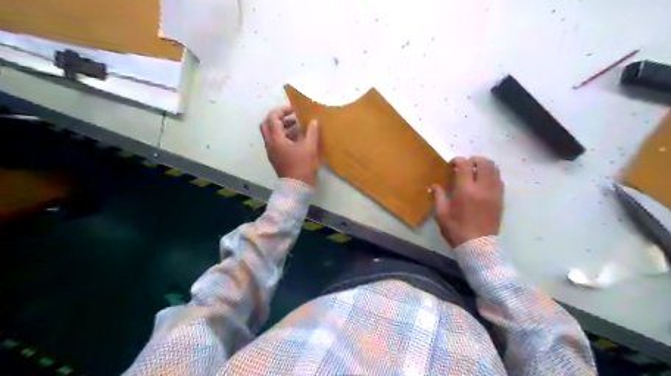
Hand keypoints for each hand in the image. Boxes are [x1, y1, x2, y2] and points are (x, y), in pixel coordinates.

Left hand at [261, 107, 319, 185]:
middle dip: (278, 118)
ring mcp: (272, 152)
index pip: (272, 118)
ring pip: (271, 134)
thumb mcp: (310, 147)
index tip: (294, 110)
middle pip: (267, 125)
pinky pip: (276, 143)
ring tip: (298, 127)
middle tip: (291, 117)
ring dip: (282, 128)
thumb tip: (314, 121)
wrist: (297, 187)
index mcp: (276, 139)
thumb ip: (312, 131)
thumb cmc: (303, 166)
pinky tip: (298, 139)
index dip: (282, 110)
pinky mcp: (276, 158)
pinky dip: (284, 137)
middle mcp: (270, 144)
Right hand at [435, 156, 502, 247]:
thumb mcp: (441, 214)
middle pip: (484, 162)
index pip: (465, 165)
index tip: (452, 164)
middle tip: (466, 165)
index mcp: (466, 190)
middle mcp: (482, 188)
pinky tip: (483, 182)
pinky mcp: (500, 199)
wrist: (477, 245)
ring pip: (495, 169)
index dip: (458, 160)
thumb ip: (438, 196)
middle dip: (474, 159)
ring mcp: (494, 193)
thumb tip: (435, 186)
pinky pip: (499, 180)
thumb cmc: (456, 229)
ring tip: (475, 171)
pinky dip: (492, 175)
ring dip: (484, 166)